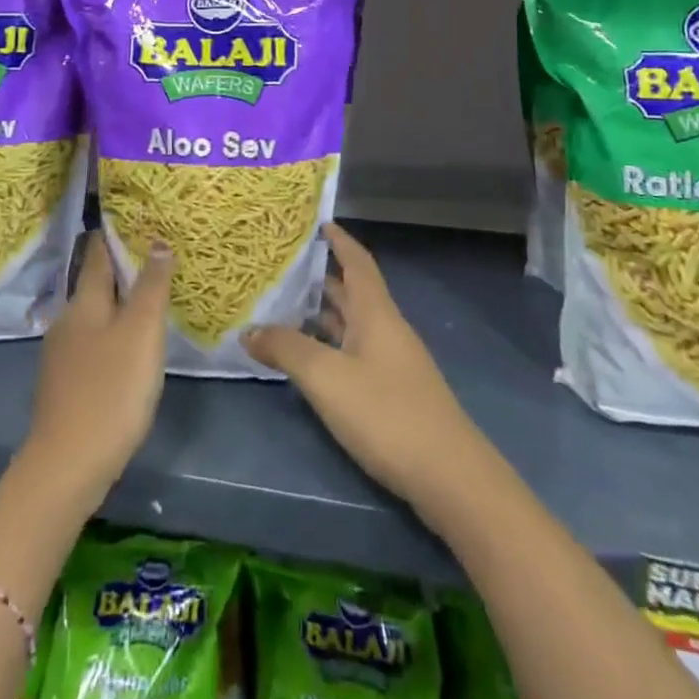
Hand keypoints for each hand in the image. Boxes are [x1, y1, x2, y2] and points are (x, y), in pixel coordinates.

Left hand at [23, 233, 172, 503]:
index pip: (99, 254)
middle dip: (122, 270)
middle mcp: (68, 320)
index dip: (116, 235)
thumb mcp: (141, 332)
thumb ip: (151, 285)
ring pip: (94, 315)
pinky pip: (92, 343)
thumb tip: (157, 241)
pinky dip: (112, 334)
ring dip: (118, 304)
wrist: (67, 466)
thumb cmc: (111, 390)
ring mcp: (62, 355)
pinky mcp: (65, 384)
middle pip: (96, 284)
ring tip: (148, 299)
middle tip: (154, 258)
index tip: (136, 220)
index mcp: (84, 302)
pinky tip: (129, 347)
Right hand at [245, 223, 487, 517]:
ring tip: (284, 307)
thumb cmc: (387, 413)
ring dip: (323, 313)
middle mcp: (387, 329)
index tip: (318, 221)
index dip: (339, 240)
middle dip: (322, 276)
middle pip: (353, 292)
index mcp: (376, 313)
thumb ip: (286, 350)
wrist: (450, 477)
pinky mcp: (394, 392)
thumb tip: (248, 330)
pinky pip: (355, 351)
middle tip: (282, 266)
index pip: (358, 262)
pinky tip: (309, 358)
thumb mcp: (327, 378)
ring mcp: (393, 362)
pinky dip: (330, 345)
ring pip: (353, 324)